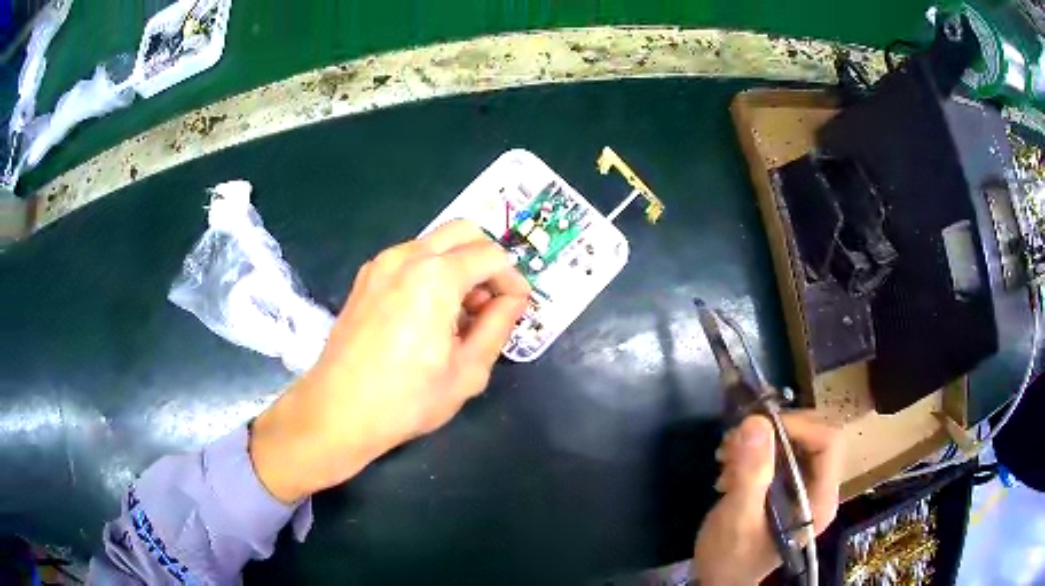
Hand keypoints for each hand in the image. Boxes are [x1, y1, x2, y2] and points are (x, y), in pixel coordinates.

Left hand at [250, 220, 530, 502]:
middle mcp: (407, 256)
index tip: (517, 307)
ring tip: (461, 313)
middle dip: (487, 260)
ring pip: (435, 243)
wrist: (338, 410)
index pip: (491, 256)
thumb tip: (513, 301)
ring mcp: (381, 264)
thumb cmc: (406, 398)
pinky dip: (431, 272)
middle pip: (464, 232)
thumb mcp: (467, 371)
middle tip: (491, 301)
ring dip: (458, 265)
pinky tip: (430, 313)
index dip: (513, 279)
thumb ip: (498, 326)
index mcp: (435, 276)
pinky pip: (410, 258)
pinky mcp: (366, 278)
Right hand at [692, 411, 843, 585]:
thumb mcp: (737, 518)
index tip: (758, 428)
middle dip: (774, 432)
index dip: (799, 426)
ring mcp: (804, 488)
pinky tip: (730, 467)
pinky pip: (780, 454)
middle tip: (735, 441)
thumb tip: (755, 422)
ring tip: (726, 456)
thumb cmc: (731, 558)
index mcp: (820, 499)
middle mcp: (820, 488)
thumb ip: (750, 474)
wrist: (719, 581)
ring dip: (760, 441)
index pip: (829, 442)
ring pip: (795, 442)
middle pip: (813, 436)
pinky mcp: (787, 488)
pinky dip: (755, 452)